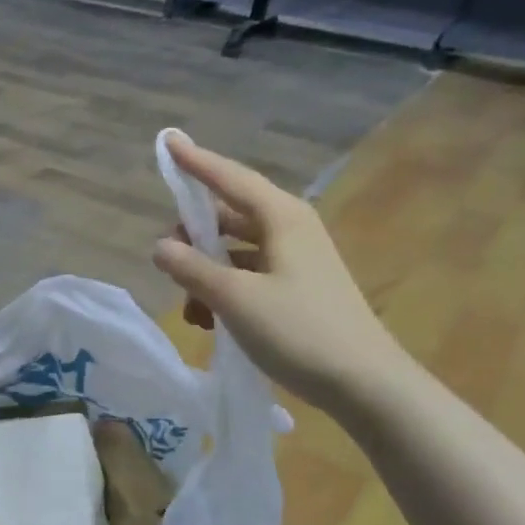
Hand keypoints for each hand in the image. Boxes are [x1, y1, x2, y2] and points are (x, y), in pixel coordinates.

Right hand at [151, 135, 403, 413]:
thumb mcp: (235, 299)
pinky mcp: (298, 289)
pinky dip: (226, 291)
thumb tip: (160, 247)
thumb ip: (193, 268)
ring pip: (237, 251)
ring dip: (207, 273)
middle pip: (230, 216)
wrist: (364, 383)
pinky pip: (250, 276)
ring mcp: (297, 260)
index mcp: (281, 217)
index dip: (195, 162)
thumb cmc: (299, 331)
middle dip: (194, 236)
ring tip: (191, 310)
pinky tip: (212, 322)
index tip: (167, 141)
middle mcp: (290, 230)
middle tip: (168, 259)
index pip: (229, 178)